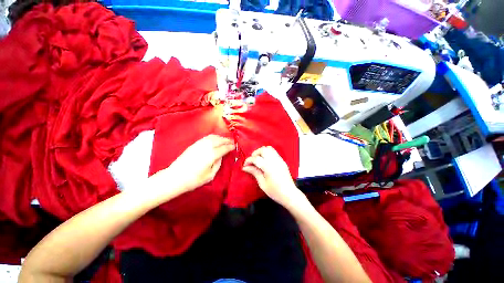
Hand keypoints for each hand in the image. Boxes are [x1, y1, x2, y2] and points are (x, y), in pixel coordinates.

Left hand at [150, 135, 234, 196]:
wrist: (175, 177)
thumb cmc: (194, 180)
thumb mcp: (210, 175)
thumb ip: (218, 164)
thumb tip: (220, 156)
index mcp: (211, 155)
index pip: (224, 148)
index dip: (230, 146)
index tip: (234, 146)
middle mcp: (206, 147)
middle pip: (219, 140)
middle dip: (226, 140)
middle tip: (232, 141)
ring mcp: (199, 144)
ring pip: (212, 137)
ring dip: (220, 137)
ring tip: (225, 139)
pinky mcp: (194, 145)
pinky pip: (206, 138)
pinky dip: (213, 137)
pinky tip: (215, 139)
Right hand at [242, 146, 302, 207]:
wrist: (290, 194)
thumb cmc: (275, 191)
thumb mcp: (262, 184)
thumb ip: (254, 172)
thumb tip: (245, 167)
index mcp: (269, 168)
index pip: (256, 158)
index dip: (248, 160)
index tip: (245, 165)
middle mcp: (275, 161)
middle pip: (263, 149)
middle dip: (255, 153)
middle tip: (252, 161)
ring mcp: (279, 160)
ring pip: (269, 148)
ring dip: (261, 152)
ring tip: (258, 159)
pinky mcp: (282, 161)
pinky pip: (273, 152)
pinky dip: (267, 153)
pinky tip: (265, 160)